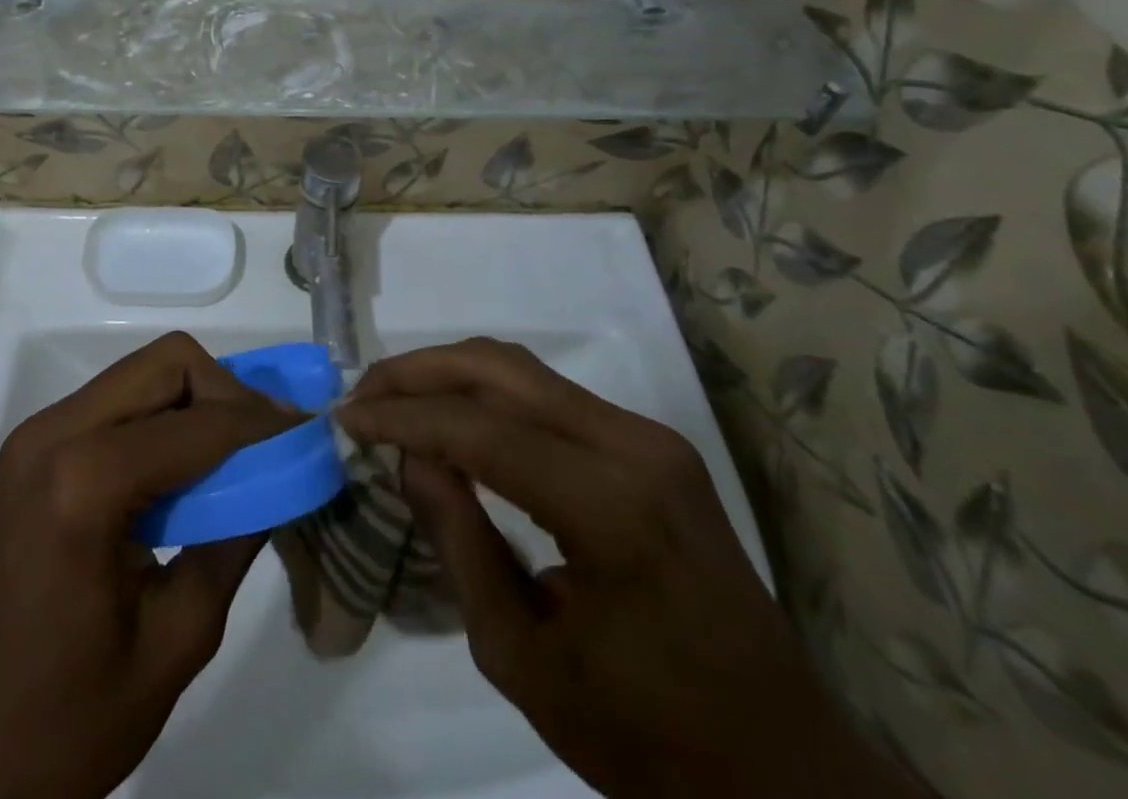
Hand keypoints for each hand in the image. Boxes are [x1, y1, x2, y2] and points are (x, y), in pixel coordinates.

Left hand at [0, 333, 297, 798]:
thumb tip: (282, 479)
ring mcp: (35, 437)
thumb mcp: (175, 641)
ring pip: (142, 374)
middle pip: (167, 364)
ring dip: (196, 401)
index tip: (309, 438)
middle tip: (267, 445)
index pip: (200, 424)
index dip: (264, 426)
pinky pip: (115, 403)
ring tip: (236, 457)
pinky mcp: (31, 452)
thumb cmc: (65, 725)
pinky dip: (162, 419)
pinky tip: (185, 471)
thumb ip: (234, 542)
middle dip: (228, 394)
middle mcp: (53, 435)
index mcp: (83, 482)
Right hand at [338, 339, 915, 798]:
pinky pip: (550, 396)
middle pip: (500, 369)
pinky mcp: (652, 446)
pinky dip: (488, 394)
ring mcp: (649, 438)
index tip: (345, 416)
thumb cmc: (647, 739)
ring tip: (393, 398)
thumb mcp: (522, 657)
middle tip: (362, 393)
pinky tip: (452, 416)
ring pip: (524, 369)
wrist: (782, 772)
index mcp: (609, 507)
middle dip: (419, 372)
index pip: (478, 427)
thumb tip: (409, 456)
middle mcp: (633, 446)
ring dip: (450, 374)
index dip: (402, 416)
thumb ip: (458, 541)